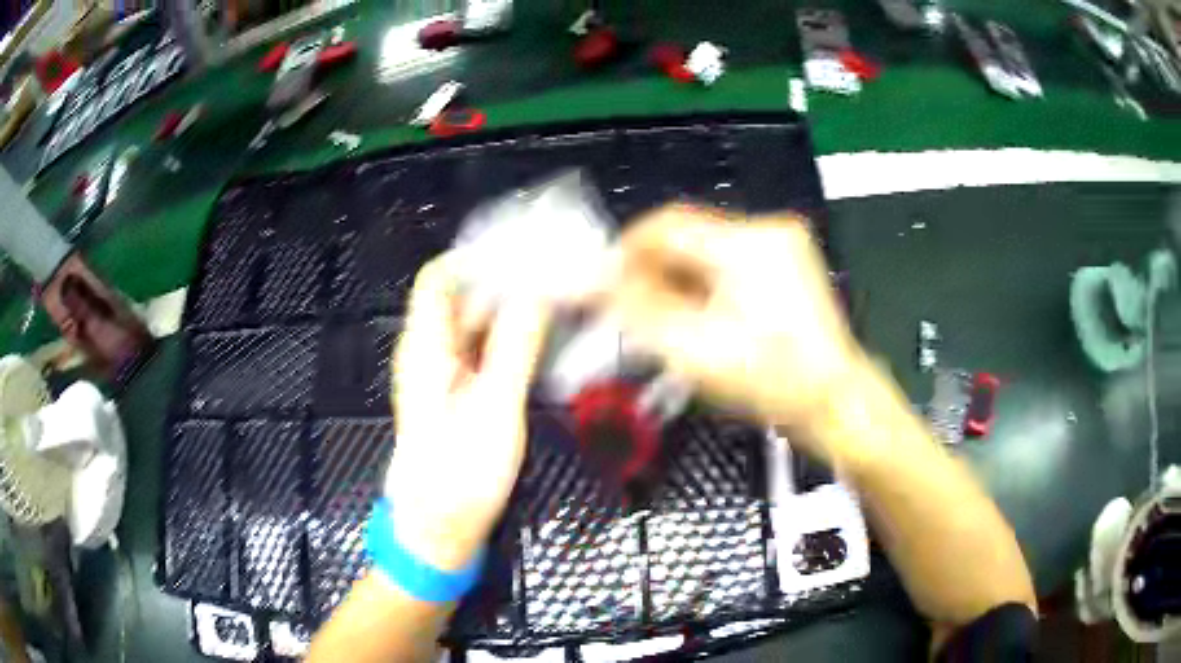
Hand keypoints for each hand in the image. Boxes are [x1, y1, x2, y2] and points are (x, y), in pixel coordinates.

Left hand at [384, 252, 550, 570]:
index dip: (476, 257)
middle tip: (557, 274)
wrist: (440, 530)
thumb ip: (514, 347)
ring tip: (559, 299)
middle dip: (505, 280)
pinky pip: (483, 350)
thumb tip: (537, 291)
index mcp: (425, 348)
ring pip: (476, 324)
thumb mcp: (493, 409)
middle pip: (461, 297)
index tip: (525, 251)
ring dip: (512, 309)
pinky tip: (545, 337)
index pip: (439, 278)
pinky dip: (511, 337)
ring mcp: (444, 374)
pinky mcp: (459, 394)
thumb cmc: (460, 475)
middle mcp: (430, 352)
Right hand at [603, 205, 862, 458]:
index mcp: (746, 244)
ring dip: (679, 278)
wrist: (832, 400)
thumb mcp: (692, 347)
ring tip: (669, 318)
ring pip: (707, 248)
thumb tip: (588, 281)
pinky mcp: (790, 261)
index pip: (666, 223)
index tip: (607, 283)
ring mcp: (783, 244)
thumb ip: (633, 308)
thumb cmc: (769, 379)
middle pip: (687, 235)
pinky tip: (703, 315)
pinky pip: (731, 259)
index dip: (627, 251)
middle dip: (654, 269)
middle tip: (635, 309)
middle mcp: (768, 230)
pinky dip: (707, 282)